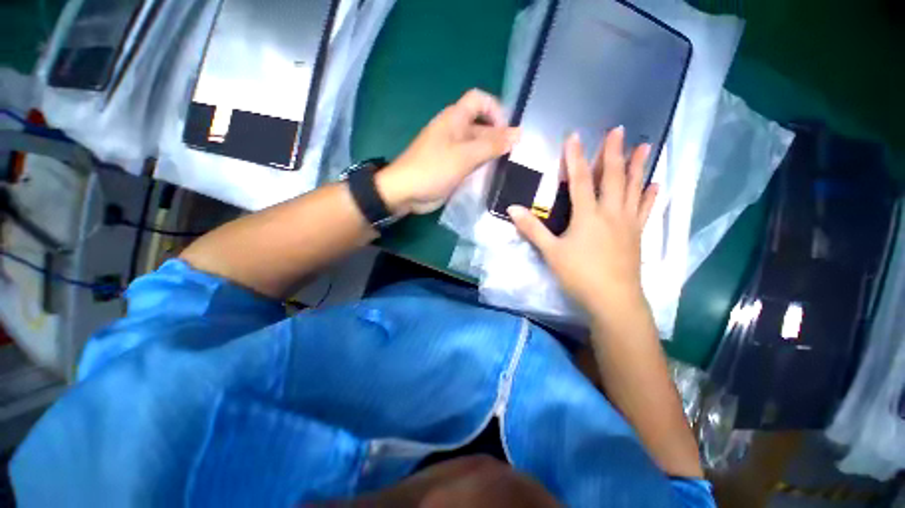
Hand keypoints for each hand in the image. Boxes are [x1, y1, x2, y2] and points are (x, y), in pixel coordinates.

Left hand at [377, 89, 520, 214]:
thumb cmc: (433, 169)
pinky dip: (481, 166)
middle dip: (497, 137)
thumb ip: (492, 145)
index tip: (506, 132)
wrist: (406, 192)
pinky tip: (491, 177)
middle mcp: (454, 131)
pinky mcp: (451, 166)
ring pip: (477, 146)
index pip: (479, 100)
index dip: (495, 110)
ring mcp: (452, 150)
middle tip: (512, 156)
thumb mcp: (465, 156)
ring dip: (490, 154)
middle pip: (481, 126)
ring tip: (505, 167)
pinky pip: (470, 161)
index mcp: (455, 119)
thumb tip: (518, 134)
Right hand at [508, 127, 657, 315]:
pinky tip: (655, 185)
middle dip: (613, 152)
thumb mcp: (550, 252)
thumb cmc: (579, 275)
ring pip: (633, 189)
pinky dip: (650, 196)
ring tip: (646, 146)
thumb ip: (532, 229)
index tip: (574, 136)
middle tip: (619, 130)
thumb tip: (512, 209)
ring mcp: (627, 223)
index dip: (575, 157)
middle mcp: (610, 213)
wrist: (612, 299)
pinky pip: (645, 210)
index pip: (580, 180)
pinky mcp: (637, 235)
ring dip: (638, 167)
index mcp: (588, 215)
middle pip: (612, 177)